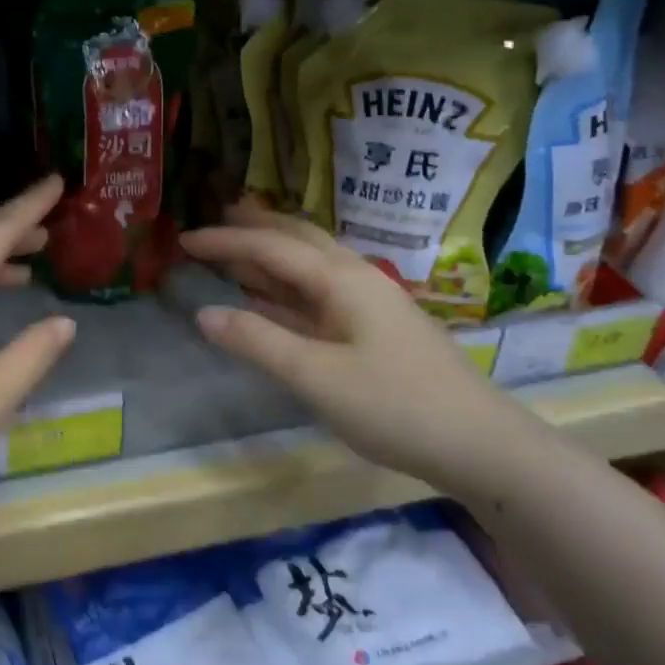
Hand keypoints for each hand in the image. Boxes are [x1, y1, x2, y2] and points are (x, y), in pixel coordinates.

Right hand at [181, 204, 526, 495]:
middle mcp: (355, 278)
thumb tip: (203, 313)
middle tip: (215, 220)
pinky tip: (270, 299)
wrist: (479, 444)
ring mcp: (368, 303)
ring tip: (235, 249)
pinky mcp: (374, 329)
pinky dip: (286, 287)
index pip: (270, 247)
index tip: (184, 239)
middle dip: (254, 227)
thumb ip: (257, 341)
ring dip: (271, 253)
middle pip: (298, 238)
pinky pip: (318, 293)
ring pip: (310, 264)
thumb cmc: (394, 405)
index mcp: (340, 279)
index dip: (225, 240)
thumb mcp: (315, 376)